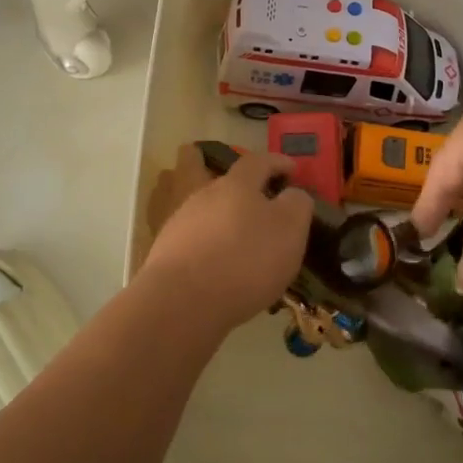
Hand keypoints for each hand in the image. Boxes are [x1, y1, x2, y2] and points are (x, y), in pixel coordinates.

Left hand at [139, 144, 313, 332]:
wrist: (182, 301)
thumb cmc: (245, 260)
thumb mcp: (289, 230)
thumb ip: (296, 205)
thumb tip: (293, 194)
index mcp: (237, 184)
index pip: (259, 160)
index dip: (277, 162)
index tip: (292, 170)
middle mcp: (204, 195)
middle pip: (223, 181)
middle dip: (243, 190)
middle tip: (261, 204)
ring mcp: (180, 222)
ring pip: (204, 210)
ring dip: (222, 219)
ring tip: (240, 241)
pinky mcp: (166, 251)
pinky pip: (192, 239)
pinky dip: (207, 245)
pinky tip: (219, 266)